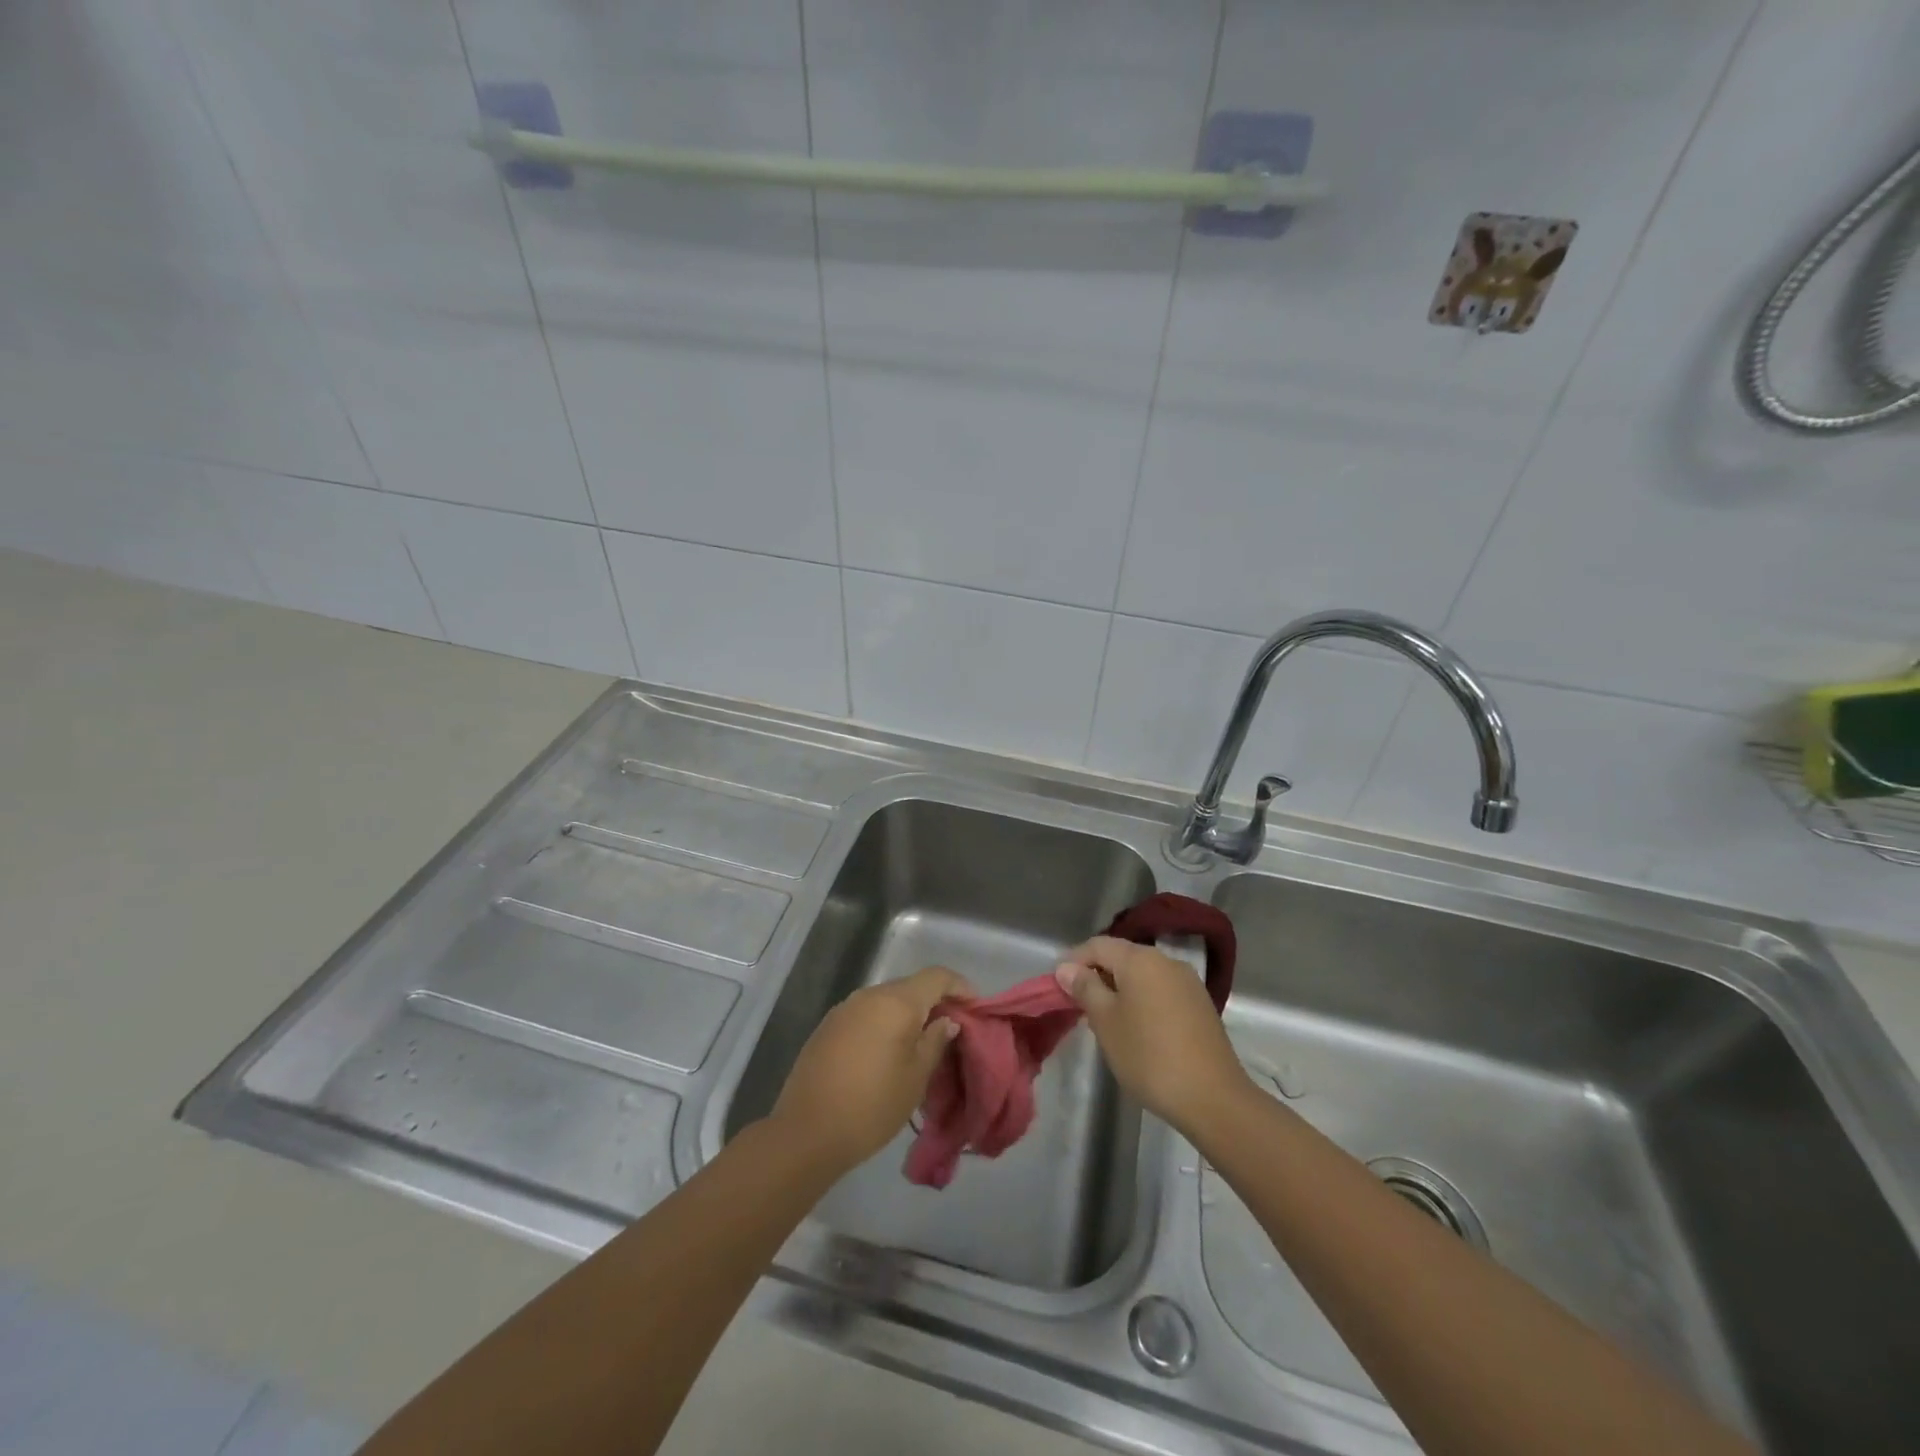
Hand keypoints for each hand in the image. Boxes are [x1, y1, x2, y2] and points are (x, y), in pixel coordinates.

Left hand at [768, 966, 970, 1174]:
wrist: (806, 1132)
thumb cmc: (872, 1105)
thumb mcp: (916, 1078)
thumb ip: (935, 1042)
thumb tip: (946, 1021)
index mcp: (896, 1002)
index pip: (937, 976)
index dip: (960, 987)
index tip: (975, 1008)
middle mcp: (869, 995)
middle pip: (911, 987)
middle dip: (935, 1003)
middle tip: (951, 1031)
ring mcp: (844, 1009)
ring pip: (887, 1001)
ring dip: (907, 1015)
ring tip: (921, 1045)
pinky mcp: (827, 1027)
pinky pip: (866, 1015)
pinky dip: (884, 1024)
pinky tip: (887, 1053)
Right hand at [1054, 936, 1252, 1139]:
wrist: (1212, 1097)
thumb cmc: (1149, 1056)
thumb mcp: (1106, 1022)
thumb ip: (1085, 988)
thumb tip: (1067, 967)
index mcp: (1140, 959)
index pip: (1097, 945)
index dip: (1074, 961)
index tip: (1057, 985)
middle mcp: (1166, 961)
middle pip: (1122, 957)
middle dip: (1097, 975)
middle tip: (1078, 1004)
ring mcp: (1188, 982)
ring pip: (1143, 975)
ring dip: (1120, 989)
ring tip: (1105, 1019)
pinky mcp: (1201, 1005)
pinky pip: (1161, 990)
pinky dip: (1142, 1000)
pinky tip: (1137, 1028)